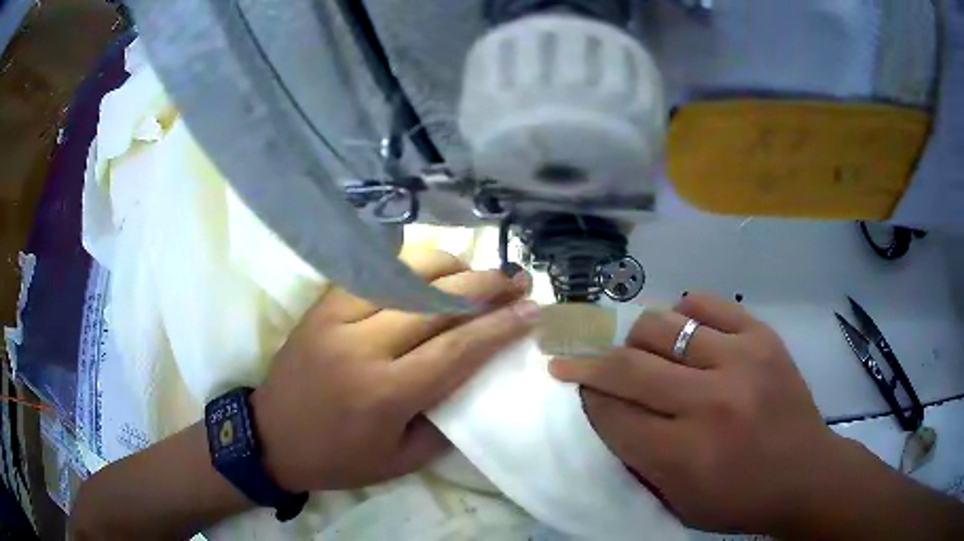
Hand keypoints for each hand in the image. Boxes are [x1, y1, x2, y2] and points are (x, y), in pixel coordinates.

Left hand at [253, 250, 537, 492]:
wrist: (271, 437)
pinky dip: (405, 263)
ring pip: (402, 274)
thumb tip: (474, 376)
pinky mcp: (321, 306)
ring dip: (448, 266)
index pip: (457, 348)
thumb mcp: (400, 460)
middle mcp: (362, 347)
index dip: (500, 325)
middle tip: (518, 279)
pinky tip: (428, 266)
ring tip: (476, 271)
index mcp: (385, 394)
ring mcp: (336, 318)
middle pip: (436, 302)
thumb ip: (444, 420)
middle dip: (485, 286)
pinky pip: (369, 271)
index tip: (533, 309)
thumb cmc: (338, 458)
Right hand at [549, 293, 845, 534]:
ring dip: (637, 340)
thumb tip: (606, 408)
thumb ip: (636, 459)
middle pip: (626, 365)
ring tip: (643, 354)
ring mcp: (739, 360)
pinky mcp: (762, 336)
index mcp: (682, 455)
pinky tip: (684, 333)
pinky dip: (682, 314)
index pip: (610, 413)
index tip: (580, 390)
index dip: (587, 399)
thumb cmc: (737, 501)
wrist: (806, 475)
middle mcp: (708, 402)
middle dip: (592, 365)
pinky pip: (704, 303)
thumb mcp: (676, 502)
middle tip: (584, 365)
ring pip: (659, 324)